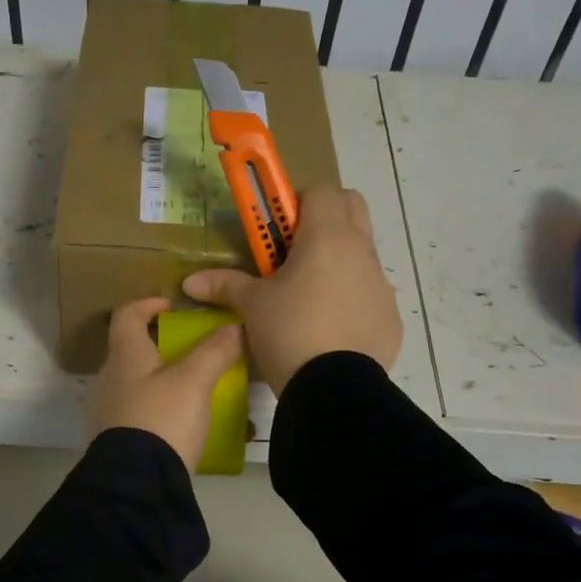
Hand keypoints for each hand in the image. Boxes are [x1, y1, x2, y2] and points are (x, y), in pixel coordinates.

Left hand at [88, 297, 243, 469]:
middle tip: (191, 351)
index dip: (148, 304)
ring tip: (190, 389)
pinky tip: (178, 423)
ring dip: (158, 380)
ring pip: (133, 383)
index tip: (171, 306)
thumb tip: (235, 327)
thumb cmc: (162, 420)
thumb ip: (214, 351)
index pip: (126, 315)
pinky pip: (135, 413)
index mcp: (123, 356)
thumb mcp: (195, 382)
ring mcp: (106, 412)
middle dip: (159, 346)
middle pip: (130, 351)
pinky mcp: (113, 441)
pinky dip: (155, 408)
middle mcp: (107, 379)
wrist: (137, 484)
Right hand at [184, 185, 401, 394]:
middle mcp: (361, 251)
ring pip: (363, 252)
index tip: (277, 228)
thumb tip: (190, 281)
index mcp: (327, 237)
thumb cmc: (289, 333)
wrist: (334, 390)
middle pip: (352, 207)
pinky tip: (331, 329)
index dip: (298, 201)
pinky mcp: (390, 316)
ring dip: (339, 259)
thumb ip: (225, 285)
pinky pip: (371, 293)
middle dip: (326, 216)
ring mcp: (381, 284)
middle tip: (295, 249)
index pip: (322, 191)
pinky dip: (353, 298)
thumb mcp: (253, 307)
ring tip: (309, 296)